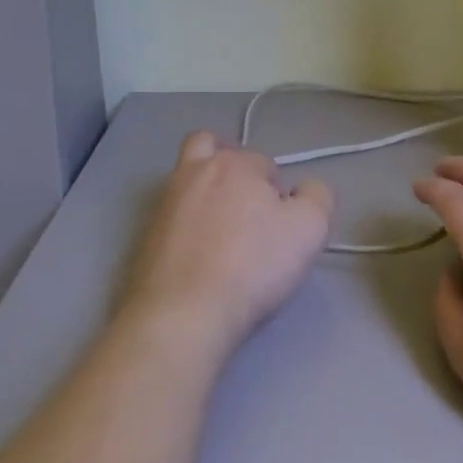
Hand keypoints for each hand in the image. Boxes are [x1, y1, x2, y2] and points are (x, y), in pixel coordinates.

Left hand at [119, 132, 332, 369]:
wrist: (183, 314)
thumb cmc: (253, 265)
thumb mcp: (310, 228)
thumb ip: (318, 196)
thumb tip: (304, 190)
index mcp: (233, 164)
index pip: (266, 164)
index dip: (280, 192)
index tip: (283, 225)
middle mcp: (192, 173)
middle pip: (211, 148)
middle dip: (232, 167)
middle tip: (248, 206)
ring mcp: (163, 204)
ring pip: (186, 179)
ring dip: (205, 191)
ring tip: (224, 229)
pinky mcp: (144, 236)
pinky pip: (171, 216)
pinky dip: (186, 224)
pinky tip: (199, 253)